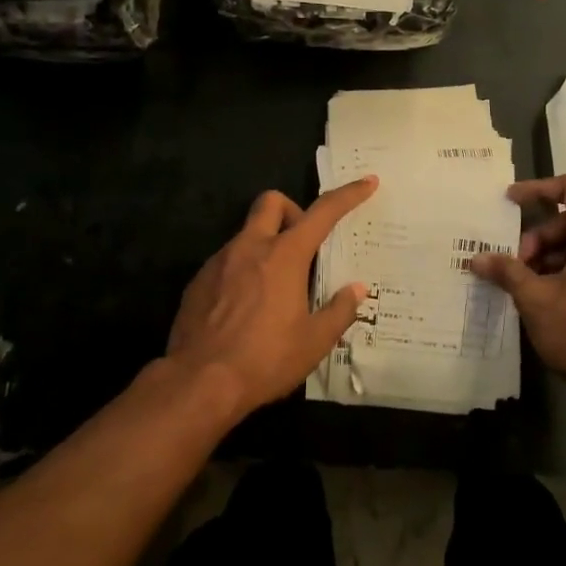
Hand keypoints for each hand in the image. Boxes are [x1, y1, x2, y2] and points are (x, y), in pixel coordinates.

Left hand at [165, 177, 377, 416]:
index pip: (323, 213)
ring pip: (247, 234)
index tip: (367, 183)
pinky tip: (246, 308)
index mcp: (284, 256)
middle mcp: (250, 248)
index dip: (348, 195)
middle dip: (292, 211)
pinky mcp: (198, 281)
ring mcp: (219, 262)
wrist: (198, 382)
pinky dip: (243, 271)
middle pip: (272, 202)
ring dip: (266, 246)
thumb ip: (339, 310)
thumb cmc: (265, 360)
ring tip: (275, 290)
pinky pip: (226, 261)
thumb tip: (356, 289)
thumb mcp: (314, 342)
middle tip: (303, 247)